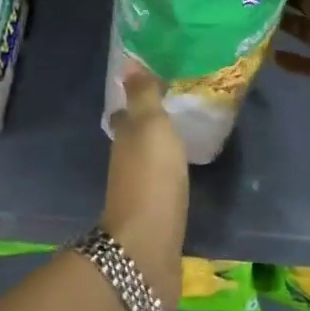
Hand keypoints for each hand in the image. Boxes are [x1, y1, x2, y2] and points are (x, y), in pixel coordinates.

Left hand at [102, 61, 188, 310]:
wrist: (148, 246)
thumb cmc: (151, 179)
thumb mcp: (151, 127)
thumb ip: (144, 97)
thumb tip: (127, 64)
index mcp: (125, 139)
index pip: (125, 114)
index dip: (135, 101)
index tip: (153, 87)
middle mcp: (126, 163)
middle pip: (135, 138)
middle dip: (148, 126)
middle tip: (174, 111)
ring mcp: (139, 191)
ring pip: (147, 162)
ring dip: (159, 151)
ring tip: (184, 137)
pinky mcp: (155, 215)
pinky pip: (162, 185)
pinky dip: (169, 175)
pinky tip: (184, 173)